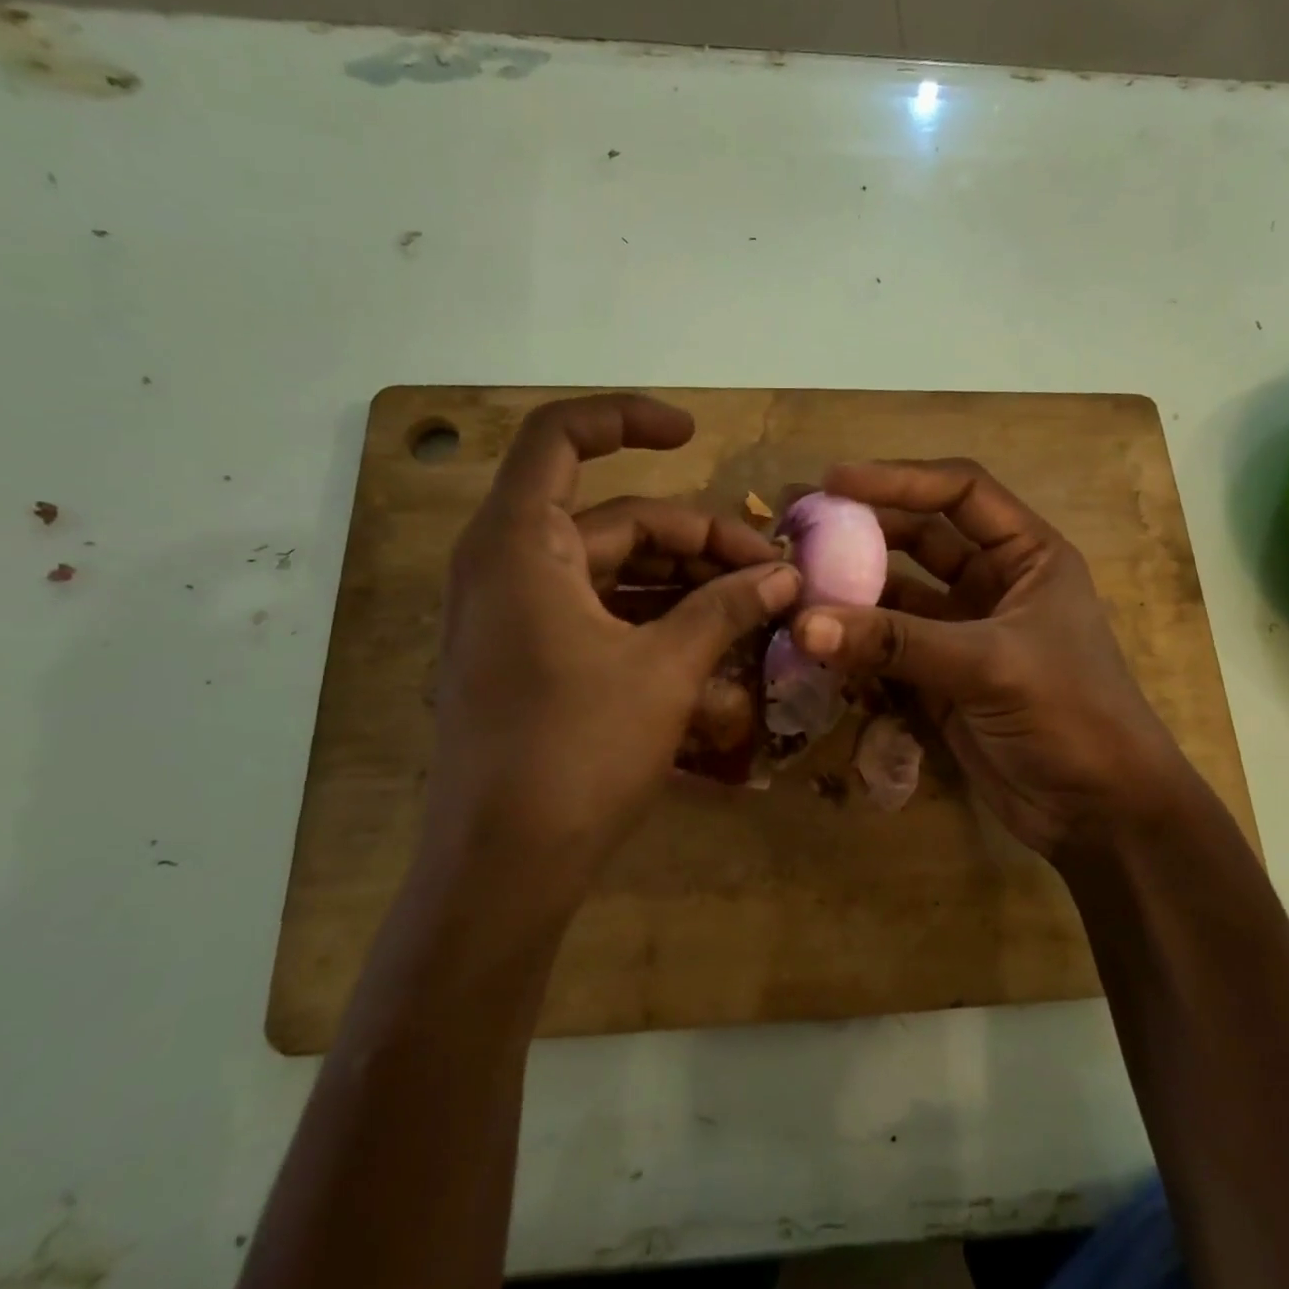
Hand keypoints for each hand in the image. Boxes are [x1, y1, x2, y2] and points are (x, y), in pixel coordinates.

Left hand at [427, 394, 798, 905]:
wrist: (503, 868)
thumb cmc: (576, 752)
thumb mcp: (665, 670)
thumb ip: (727, 608)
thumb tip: (785, 574)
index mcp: (521, 544)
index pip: (561, 438)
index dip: (628, 419)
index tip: (694, 435)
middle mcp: (509, 566)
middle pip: (616, 518)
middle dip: (698, 538)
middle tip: (770, 572)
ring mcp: (518, 617)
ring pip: (617, 570)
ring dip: (687, 583)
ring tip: (757, 608)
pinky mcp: (533, 659)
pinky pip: (604, 614)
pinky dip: (658, 619)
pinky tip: (716, 644)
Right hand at [791, 459, 1197, 861]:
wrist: (1097, 812)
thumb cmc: (1070, 716)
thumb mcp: (990, 666)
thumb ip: (896, 642)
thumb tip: (804, 623)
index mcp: (1028, 555)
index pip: (960, 494)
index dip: (898, 480)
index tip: (834, 482)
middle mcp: (994, 583)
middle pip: (920, 537)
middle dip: (862, 530)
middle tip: (797, 527)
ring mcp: (964, 632)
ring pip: (898, 594)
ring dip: (851, 589)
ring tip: (791, 582)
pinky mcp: (941, 679)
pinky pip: (888, 646)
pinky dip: (854, 642)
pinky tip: (812, 638)